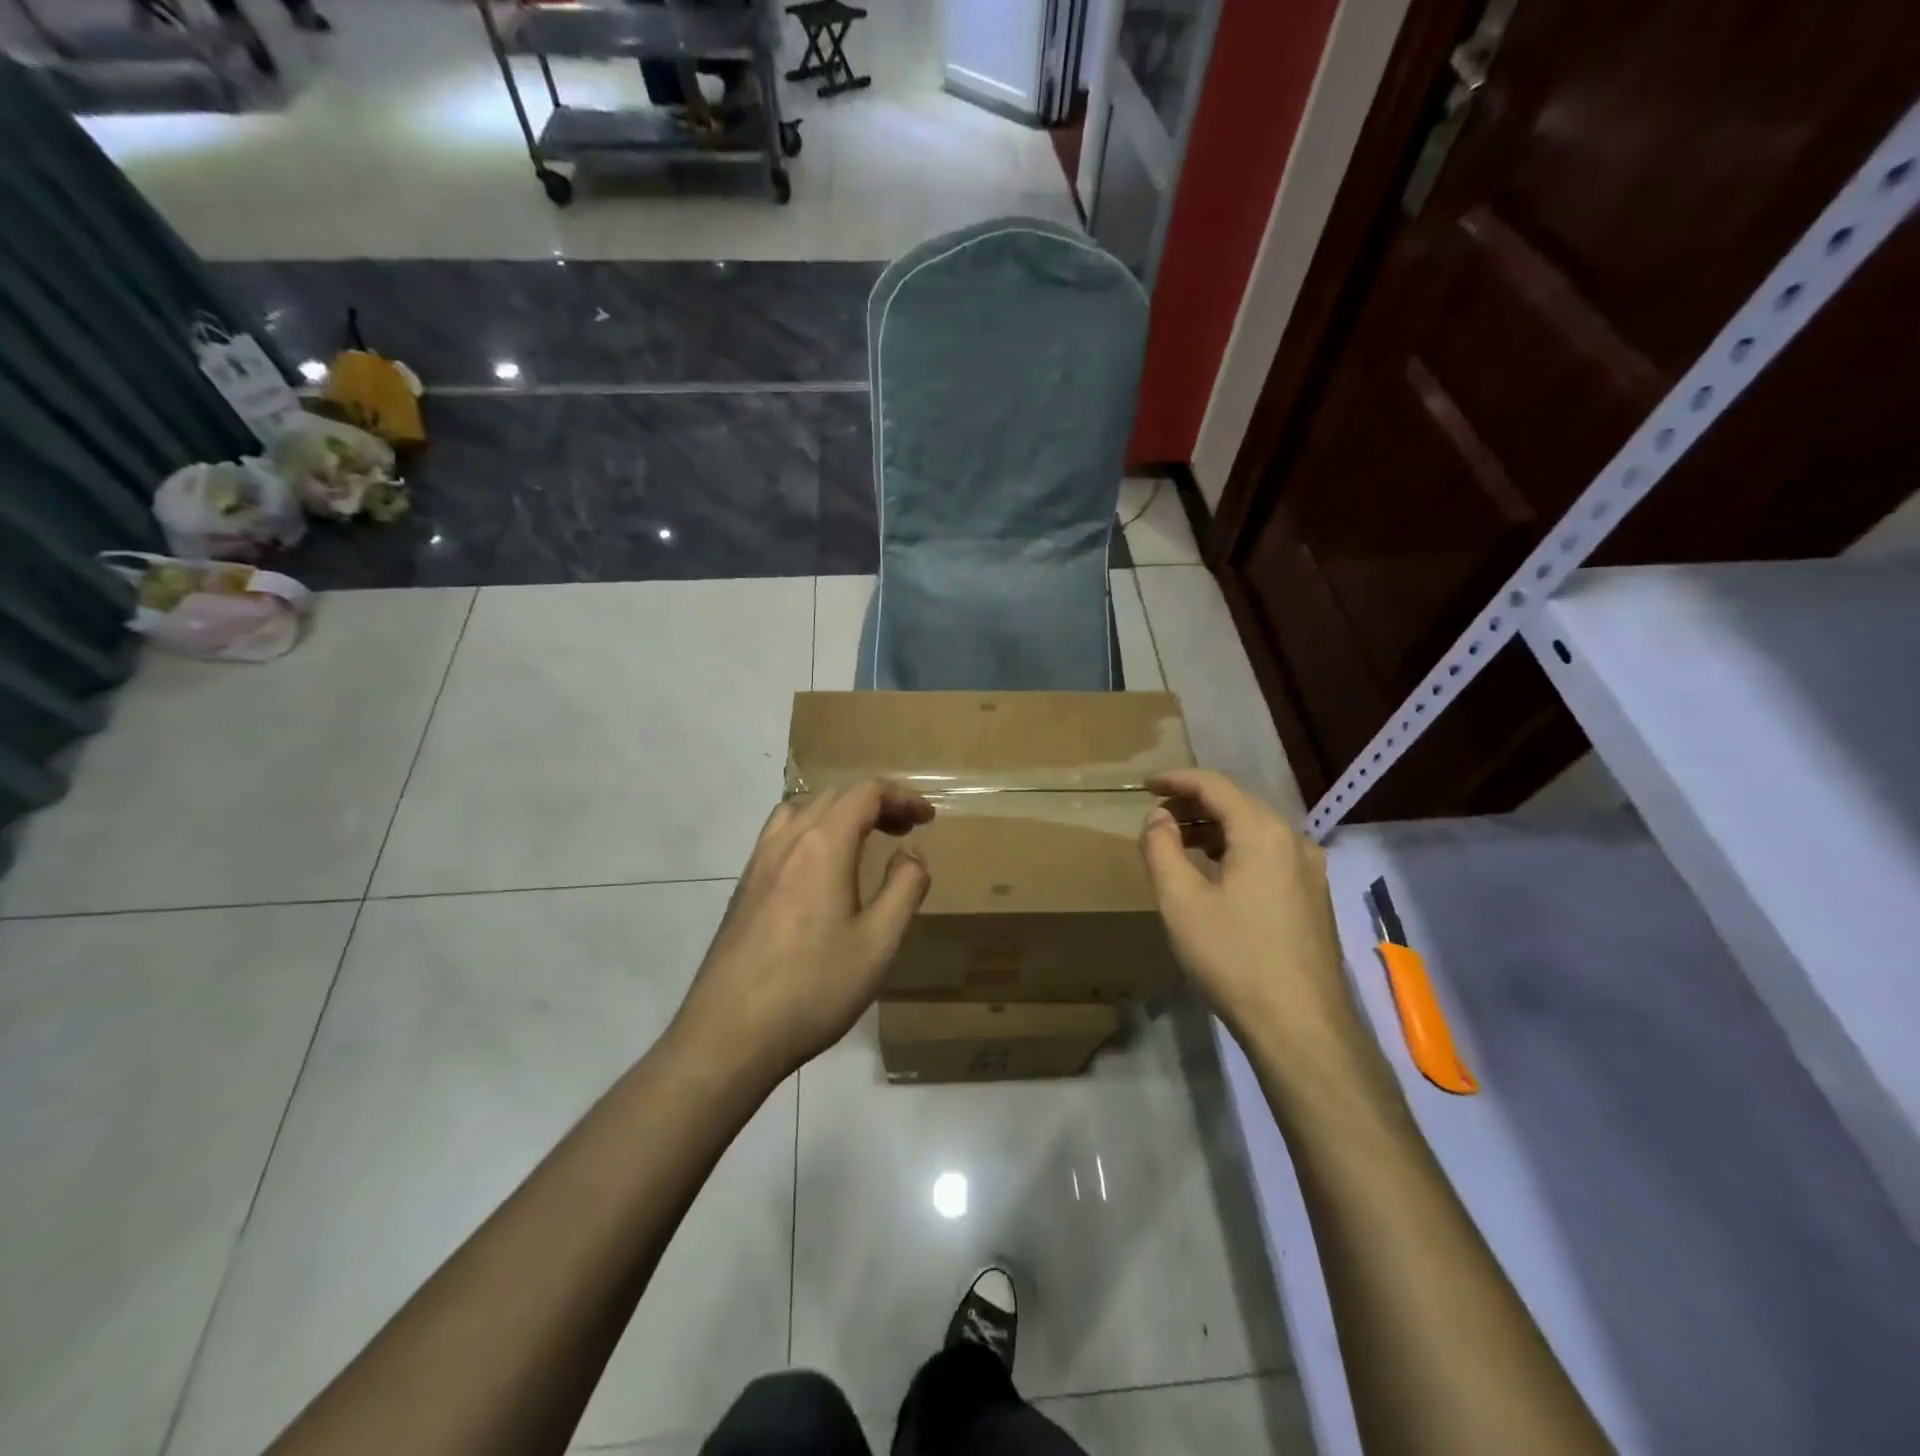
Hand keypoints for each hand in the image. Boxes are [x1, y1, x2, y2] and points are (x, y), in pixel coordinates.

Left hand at [673, 782, 933, 1083]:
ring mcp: (758, 864)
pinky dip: (811, 832)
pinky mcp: (743, 889)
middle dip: (875, 803)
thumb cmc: (813, 987)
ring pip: (801, 811)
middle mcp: (787, 841)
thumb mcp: (878, 942)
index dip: (901, 797)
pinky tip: (820, 872)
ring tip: (862, 841)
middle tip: (905, 831)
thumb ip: (904, 888)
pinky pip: (780, 837)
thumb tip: (912, 854)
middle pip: (834, 797)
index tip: (928, 818)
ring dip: (838, 814)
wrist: (730, 1034)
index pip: (865, 793)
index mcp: (823, 845)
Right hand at [1138, 769, 1360, 1059]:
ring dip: (1213, 829)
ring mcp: (1309, 870)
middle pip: (1238, 804)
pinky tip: (1213, 873)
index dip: (1176, 779)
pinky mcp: (1313, 897)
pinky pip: (1268, 855)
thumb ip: (1161, 848)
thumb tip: (1158, 818)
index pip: (1215, 785)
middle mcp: (1294, 840)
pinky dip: (1234, 850)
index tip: (1144, 785)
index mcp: (1263, 832)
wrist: (1300, 1025)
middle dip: (1193, 803)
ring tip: (1177, 843)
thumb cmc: (1233, 957)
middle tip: (1156, 816)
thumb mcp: (1181, 901)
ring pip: (1255, 831)